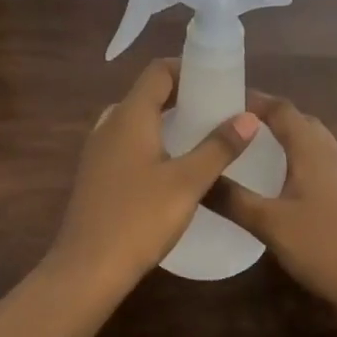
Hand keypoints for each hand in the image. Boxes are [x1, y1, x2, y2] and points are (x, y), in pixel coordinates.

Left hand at [46, 58, 258, 299]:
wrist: (87, 269)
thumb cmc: (139, 218)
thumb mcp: (188, 182)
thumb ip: (219, 147)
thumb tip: (249, 117)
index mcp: (130, 116)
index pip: (158, 71)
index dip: (188, 67)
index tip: (219, 79)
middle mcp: (109, 125)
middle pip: (147, 94)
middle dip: (182, 94)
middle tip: (216, 108)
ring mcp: (98, 151)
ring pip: (136, 120)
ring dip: (166, 119)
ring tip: (200, 135)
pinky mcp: (96, 175)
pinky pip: (127, 143)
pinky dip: (152, 141)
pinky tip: (172, 167)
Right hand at [220, 94, 336, 317]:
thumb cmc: (324, 246)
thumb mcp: (269, 224)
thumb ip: (232, 199)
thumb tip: (197, 177)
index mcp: (313, 149)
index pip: (282, 109)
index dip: (254, 101)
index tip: (222, 102)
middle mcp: (333, 154)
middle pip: (300, 122)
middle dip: (268, 120)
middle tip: (234, 129)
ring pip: (313, 145)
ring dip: (286, 141)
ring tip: (253, 154)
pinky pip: (321, 166)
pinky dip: (298, 164)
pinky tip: (283, 188)